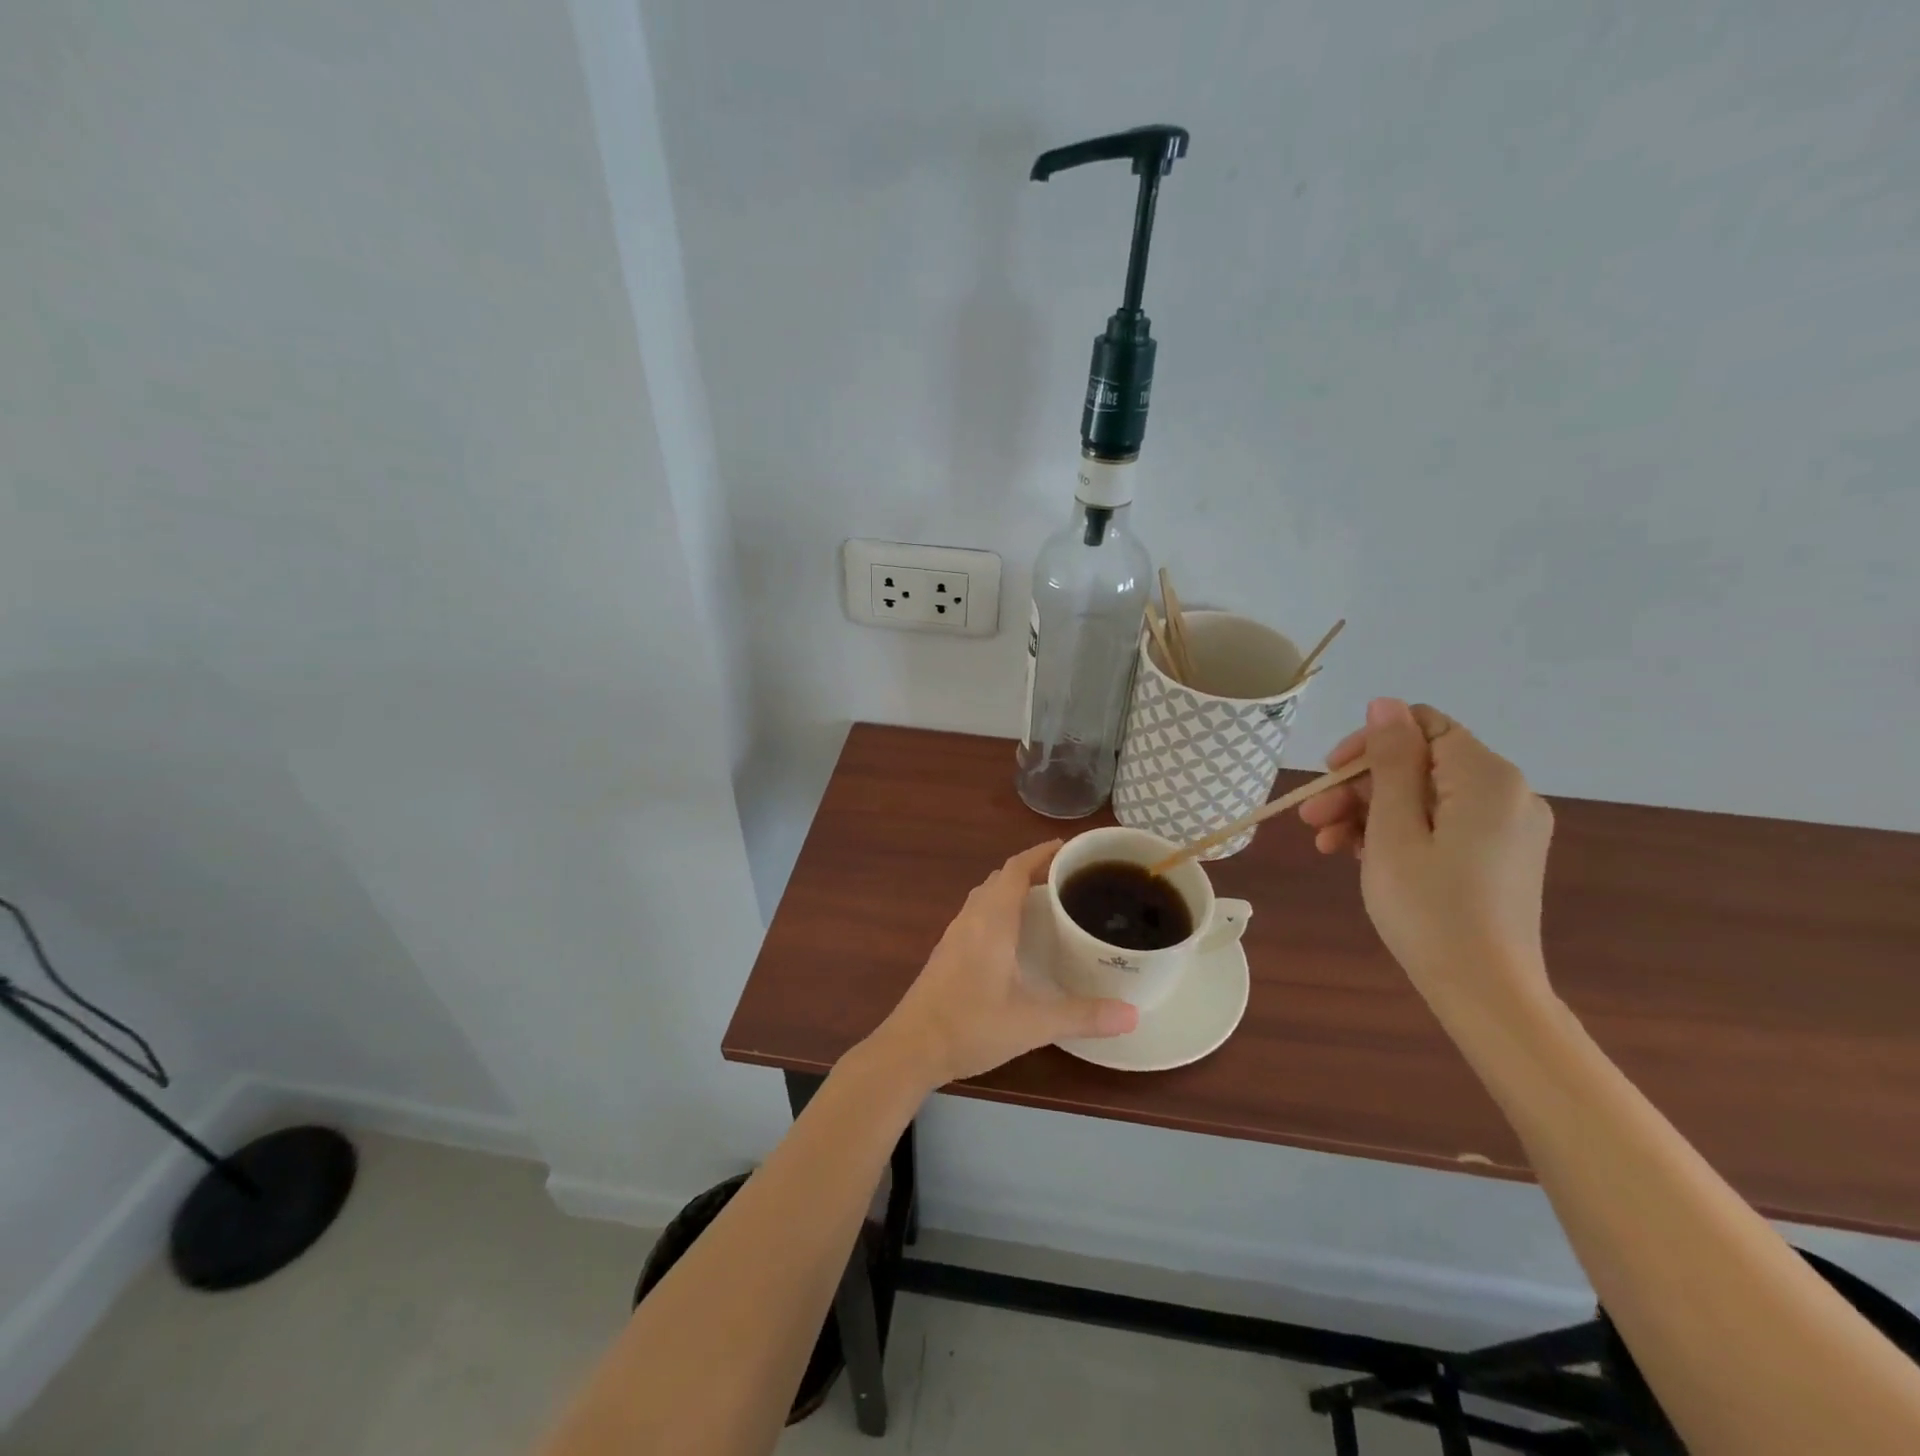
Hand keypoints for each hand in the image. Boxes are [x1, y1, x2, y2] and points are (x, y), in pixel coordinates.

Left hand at [871, 841, 1137, 1088]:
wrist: (911, 1047)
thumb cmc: (970, 1026)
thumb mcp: (1032, 1023)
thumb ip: (1082, 1017)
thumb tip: (1133, 1015)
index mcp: (991, 921)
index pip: (1015, 869)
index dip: (1041, 853)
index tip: (1069, 849)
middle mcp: (971, 918)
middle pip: (1001, 878)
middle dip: (1032, 870)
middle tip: (1068, 878)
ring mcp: (955, 934)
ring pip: (986, 896)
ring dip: (1013, 889)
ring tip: (1047, 902)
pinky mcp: (947, 952)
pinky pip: (977, 914)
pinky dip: (999, 909)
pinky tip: (1015, 937)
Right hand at [1297, 699, 1555, 1019]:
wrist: (1485, 992)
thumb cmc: (1429, 908)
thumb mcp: (1394, 829)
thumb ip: (1391, 761)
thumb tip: (1386, 704)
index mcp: (1486, 778)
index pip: (1421, 726)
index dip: (1369, 743)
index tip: (1328, 777)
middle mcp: (1507, 793)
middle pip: (1419, 764)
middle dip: (1359, 786)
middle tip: (1311, 819)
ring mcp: (1506, 827)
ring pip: (1424, 797)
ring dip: (1369, 812)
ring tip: (1326, 844)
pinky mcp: (1499, 856)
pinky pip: (1441, 824)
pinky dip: (1398, 833)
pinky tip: (1358, 856)